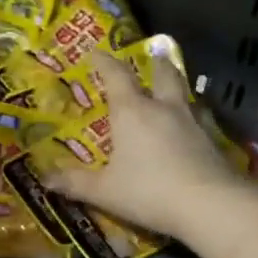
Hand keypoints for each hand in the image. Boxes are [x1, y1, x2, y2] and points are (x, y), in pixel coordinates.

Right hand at [45, 50, 245, 241]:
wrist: (210, 205)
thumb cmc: (148, 191)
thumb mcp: (104, 191)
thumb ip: (74, 183)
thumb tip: (44, 179)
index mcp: (132, 112)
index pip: (116, 76)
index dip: (104, 62)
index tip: (95, 52)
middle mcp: (163, 108)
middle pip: (162, 74)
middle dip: (155, 63)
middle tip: (153, 54)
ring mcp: (192, 122)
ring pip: (184, 93)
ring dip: (176, 85)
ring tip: (171, 87)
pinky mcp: (212, 141)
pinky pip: (198, 118)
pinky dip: (191, 115)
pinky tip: (190, 126)